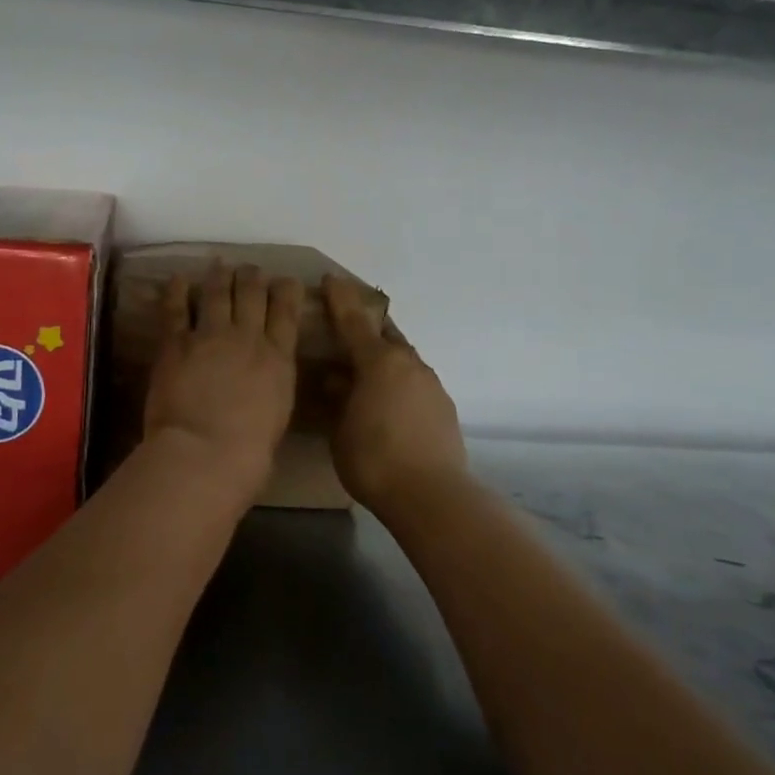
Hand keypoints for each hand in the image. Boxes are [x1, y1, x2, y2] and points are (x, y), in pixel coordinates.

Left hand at [144, 263, 302, 494]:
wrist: (206, 454)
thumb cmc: (249, 453)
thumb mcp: (276, 416)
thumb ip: (272, 390)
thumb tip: (265, 387)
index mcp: (278, 360)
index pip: (286, 313)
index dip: (287, 290)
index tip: (286, 279)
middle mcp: (248, 338)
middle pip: (253, 293)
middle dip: (253, 276)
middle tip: (250, 269)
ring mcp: (211, 336)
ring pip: (218, 292)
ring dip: (220, 275)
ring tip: (220, 264)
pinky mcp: (177, 343)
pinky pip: (176, 309)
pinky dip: (176, 291)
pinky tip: (178, 279)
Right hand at [323, 276, 467, 511]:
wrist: (430, 495)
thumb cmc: (373, 459)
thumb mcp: (340, 429)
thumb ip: (338, 398)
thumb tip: (337, 379)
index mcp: (379, 362)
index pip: (354, 321)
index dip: (340, 299)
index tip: (331, 279)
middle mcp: (409, 364)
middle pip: (386, 336)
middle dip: (368, 330)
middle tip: (348, 333)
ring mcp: (431, 384)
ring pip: (403, 360)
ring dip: (385, 361)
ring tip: (367, 378)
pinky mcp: (444, 407)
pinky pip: (415, 383)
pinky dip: (400, 385)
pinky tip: (390, 406)